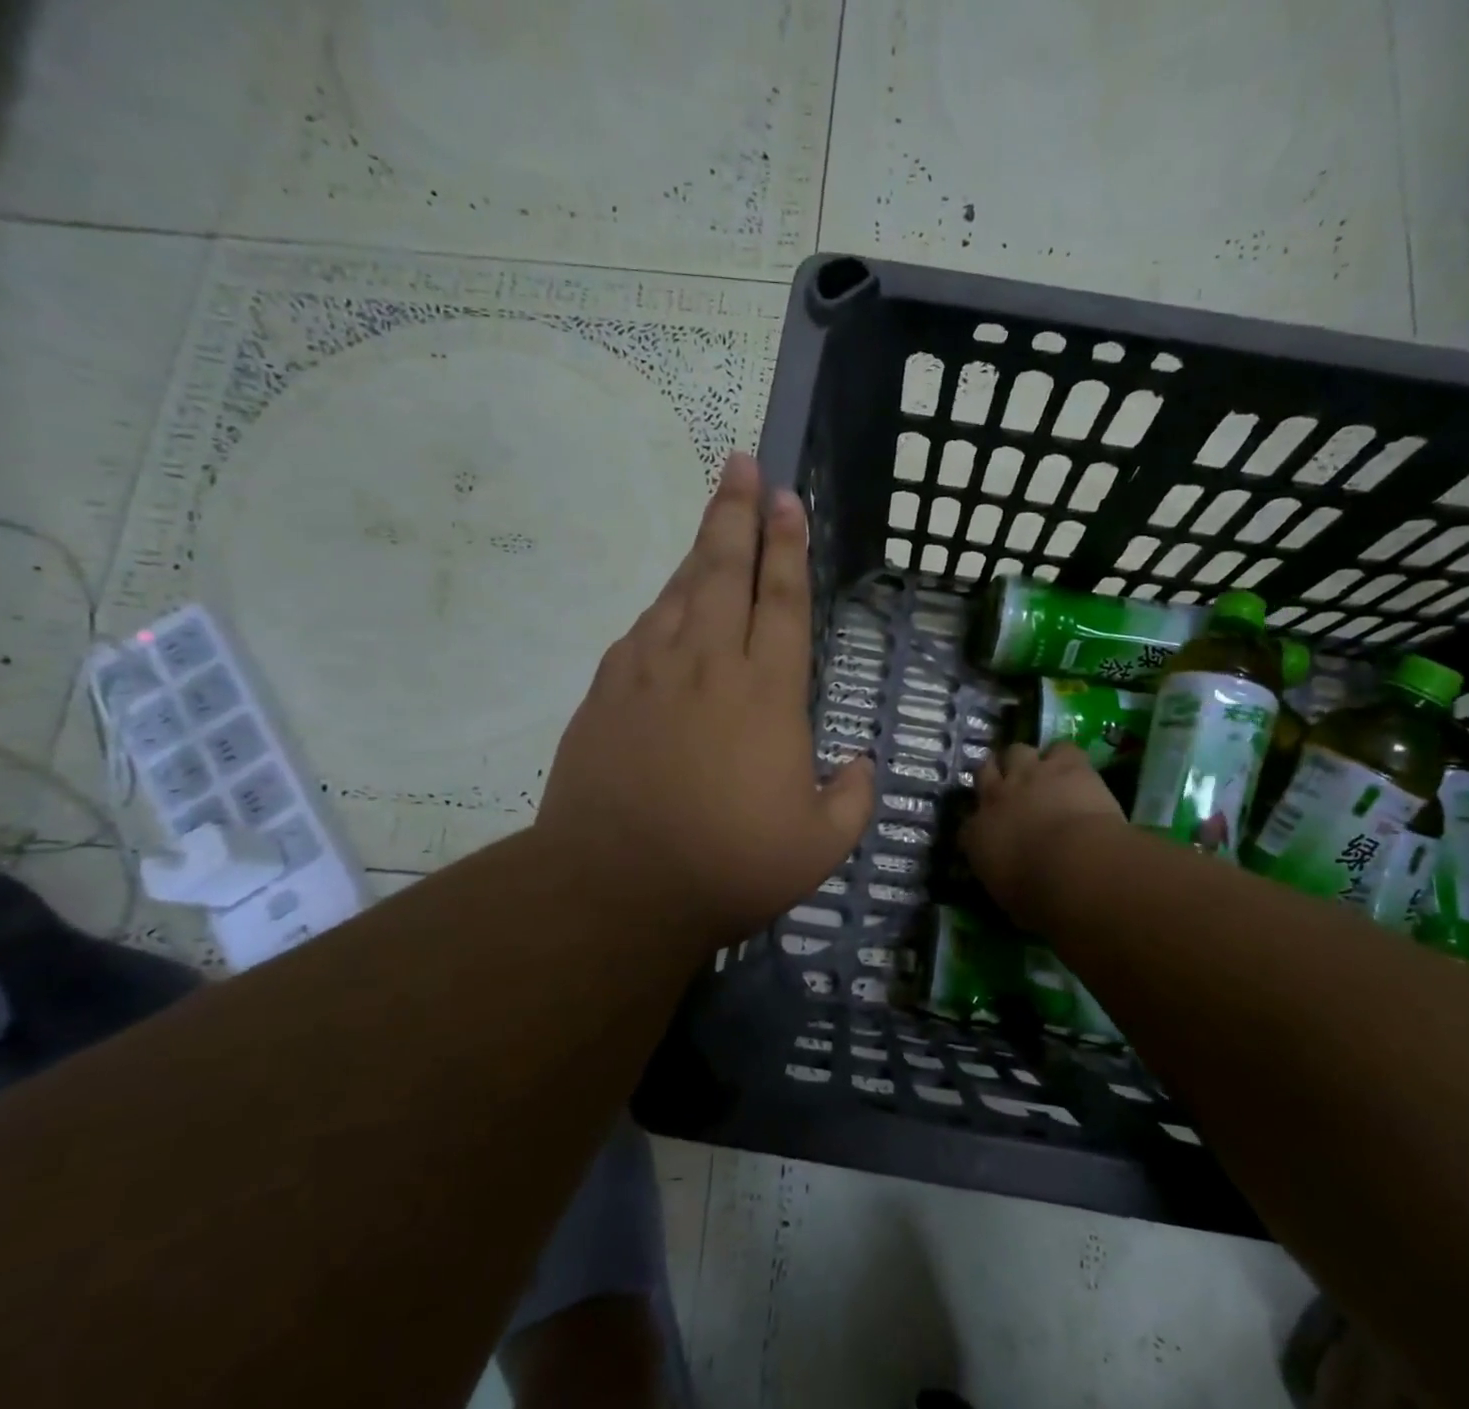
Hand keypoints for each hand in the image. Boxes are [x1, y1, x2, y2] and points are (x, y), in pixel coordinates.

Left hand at [531, 453, 874, 956]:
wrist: (615, 886)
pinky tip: (668, 606)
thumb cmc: (729, 865)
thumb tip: (861, 763)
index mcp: (767, 693)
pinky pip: (641, 630)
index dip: (789, 546)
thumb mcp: (819, 846)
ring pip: (679, 592)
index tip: (788, 500)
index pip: (784, 600)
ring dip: (699, 549)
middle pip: (725, 571)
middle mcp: (709, 665)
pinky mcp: (607, 692)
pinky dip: (661, 607)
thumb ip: (852, 797)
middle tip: (742, 463)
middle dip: (737, 513)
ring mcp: (650, 673)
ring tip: (713, 517)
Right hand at [963, 741, 1124, 928]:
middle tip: (1012, 789)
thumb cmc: (1040, 899)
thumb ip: (1004, 882)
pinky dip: (1067, 758)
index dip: (980, 824)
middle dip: (996, 777)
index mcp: (977, 836)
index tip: (991, 832)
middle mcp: (995, 797)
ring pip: (1016, 750)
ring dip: (1027, 761)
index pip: (968, 825)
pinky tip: (1076, 770)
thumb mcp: (1010, 900)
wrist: (1076, 868)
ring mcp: (1029, 775)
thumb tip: (1010, 884)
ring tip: (1042, 773)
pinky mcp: (1065, 765)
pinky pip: (1062, 749)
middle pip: (985, 772)